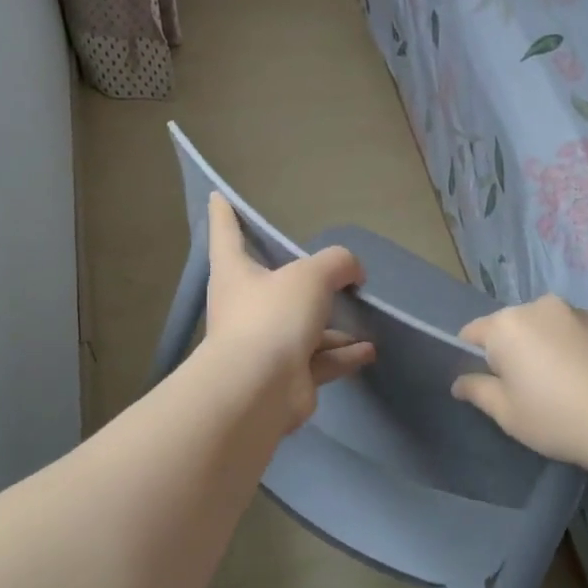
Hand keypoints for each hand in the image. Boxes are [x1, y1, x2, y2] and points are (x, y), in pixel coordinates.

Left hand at [201, 194, 374, 432]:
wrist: (259, 391)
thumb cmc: (273, 317)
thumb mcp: (310, 276)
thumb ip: (336, 263)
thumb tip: (353, 272)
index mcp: (236, 273)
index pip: (226, 234)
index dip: (224, 214)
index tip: (217, 196)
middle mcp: (245, 306)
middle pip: (270, 283)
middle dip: (295, 277)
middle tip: (323, 268)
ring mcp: (265, 344)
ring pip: (302, 326)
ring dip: (332, 324)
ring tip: (363, 315)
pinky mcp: (286, 376)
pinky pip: (319, 358)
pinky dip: (343, 353)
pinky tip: (369, 350)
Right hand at [452, 295, 587, 468]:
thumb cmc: (557, 418)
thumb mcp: (507, 413)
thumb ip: (478, 390)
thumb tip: (459, 382)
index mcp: (508, 325)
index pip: (473, 332)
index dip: (473, 357)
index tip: (488, 383)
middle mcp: (542, 307)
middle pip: (514, 326)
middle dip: (514, 350)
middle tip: (528, 389)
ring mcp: (581, 312)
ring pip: (550, 328)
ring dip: (548, 347)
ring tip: (566, 385)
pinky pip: (581, 333)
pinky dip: (578, 350)